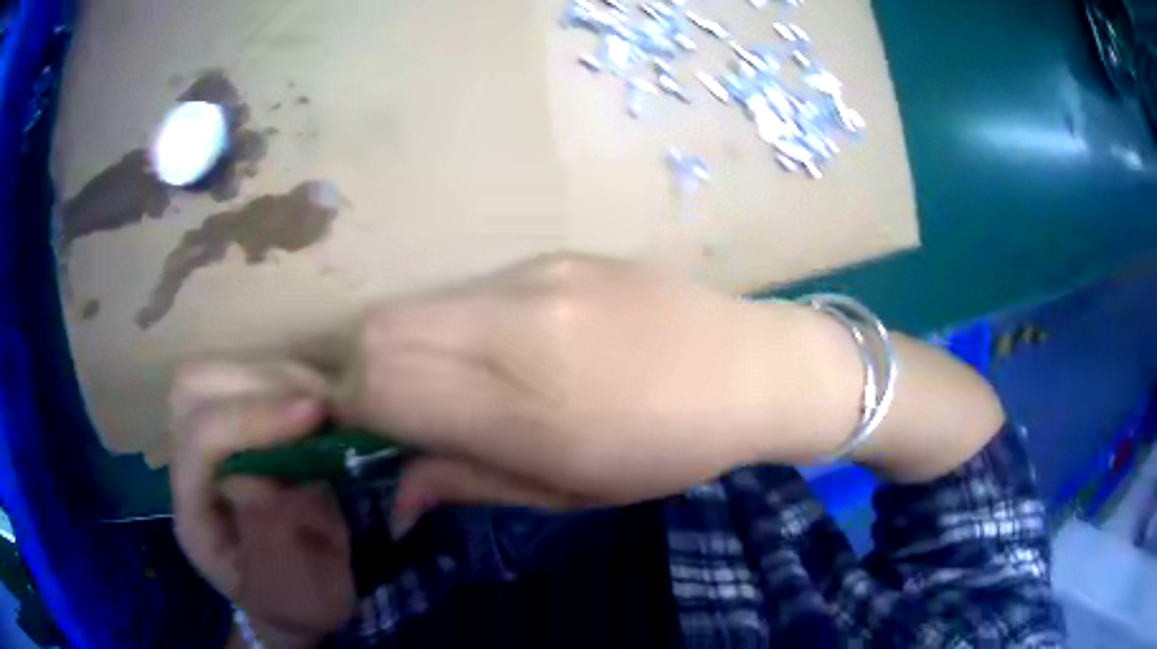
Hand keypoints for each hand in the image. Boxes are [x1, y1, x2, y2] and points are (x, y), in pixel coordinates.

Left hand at [169, 362, 355, 648]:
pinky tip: (316, 405)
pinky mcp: (234, 429)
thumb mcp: (293, 591)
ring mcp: (208, 442)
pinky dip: (285, 380)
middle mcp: (189, 466)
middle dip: (259, 385)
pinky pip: (247, 380)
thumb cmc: (294, 602)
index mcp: (194, 513)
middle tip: (320, 407)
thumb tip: (264, 474)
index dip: (251, 418)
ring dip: (275, 377)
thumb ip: (272, 538)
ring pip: (218, 373)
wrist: (293, 597)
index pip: (201, 440)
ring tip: (324, 405)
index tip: (314, 414)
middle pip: (195, 388)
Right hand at [338, 254, 852, 514]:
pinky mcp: (555, 254)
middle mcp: (514, 322)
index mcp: (521, 403)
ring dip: (407, 346)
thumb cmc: (669, 452)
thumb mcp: (568, 492)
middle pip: (377, 330)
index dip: (350, 410)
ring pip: (417, 304)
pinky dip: (452, 324)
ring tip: (452, 382)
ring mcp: (535, 276)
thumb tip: (393, 498)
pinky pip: (468, 290)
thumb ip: (467, 484)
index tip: (365, 434)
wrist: (755, 367)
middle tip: (398, 411)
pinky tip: (501, 348)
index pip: (377, 385)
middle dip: (361, 373)